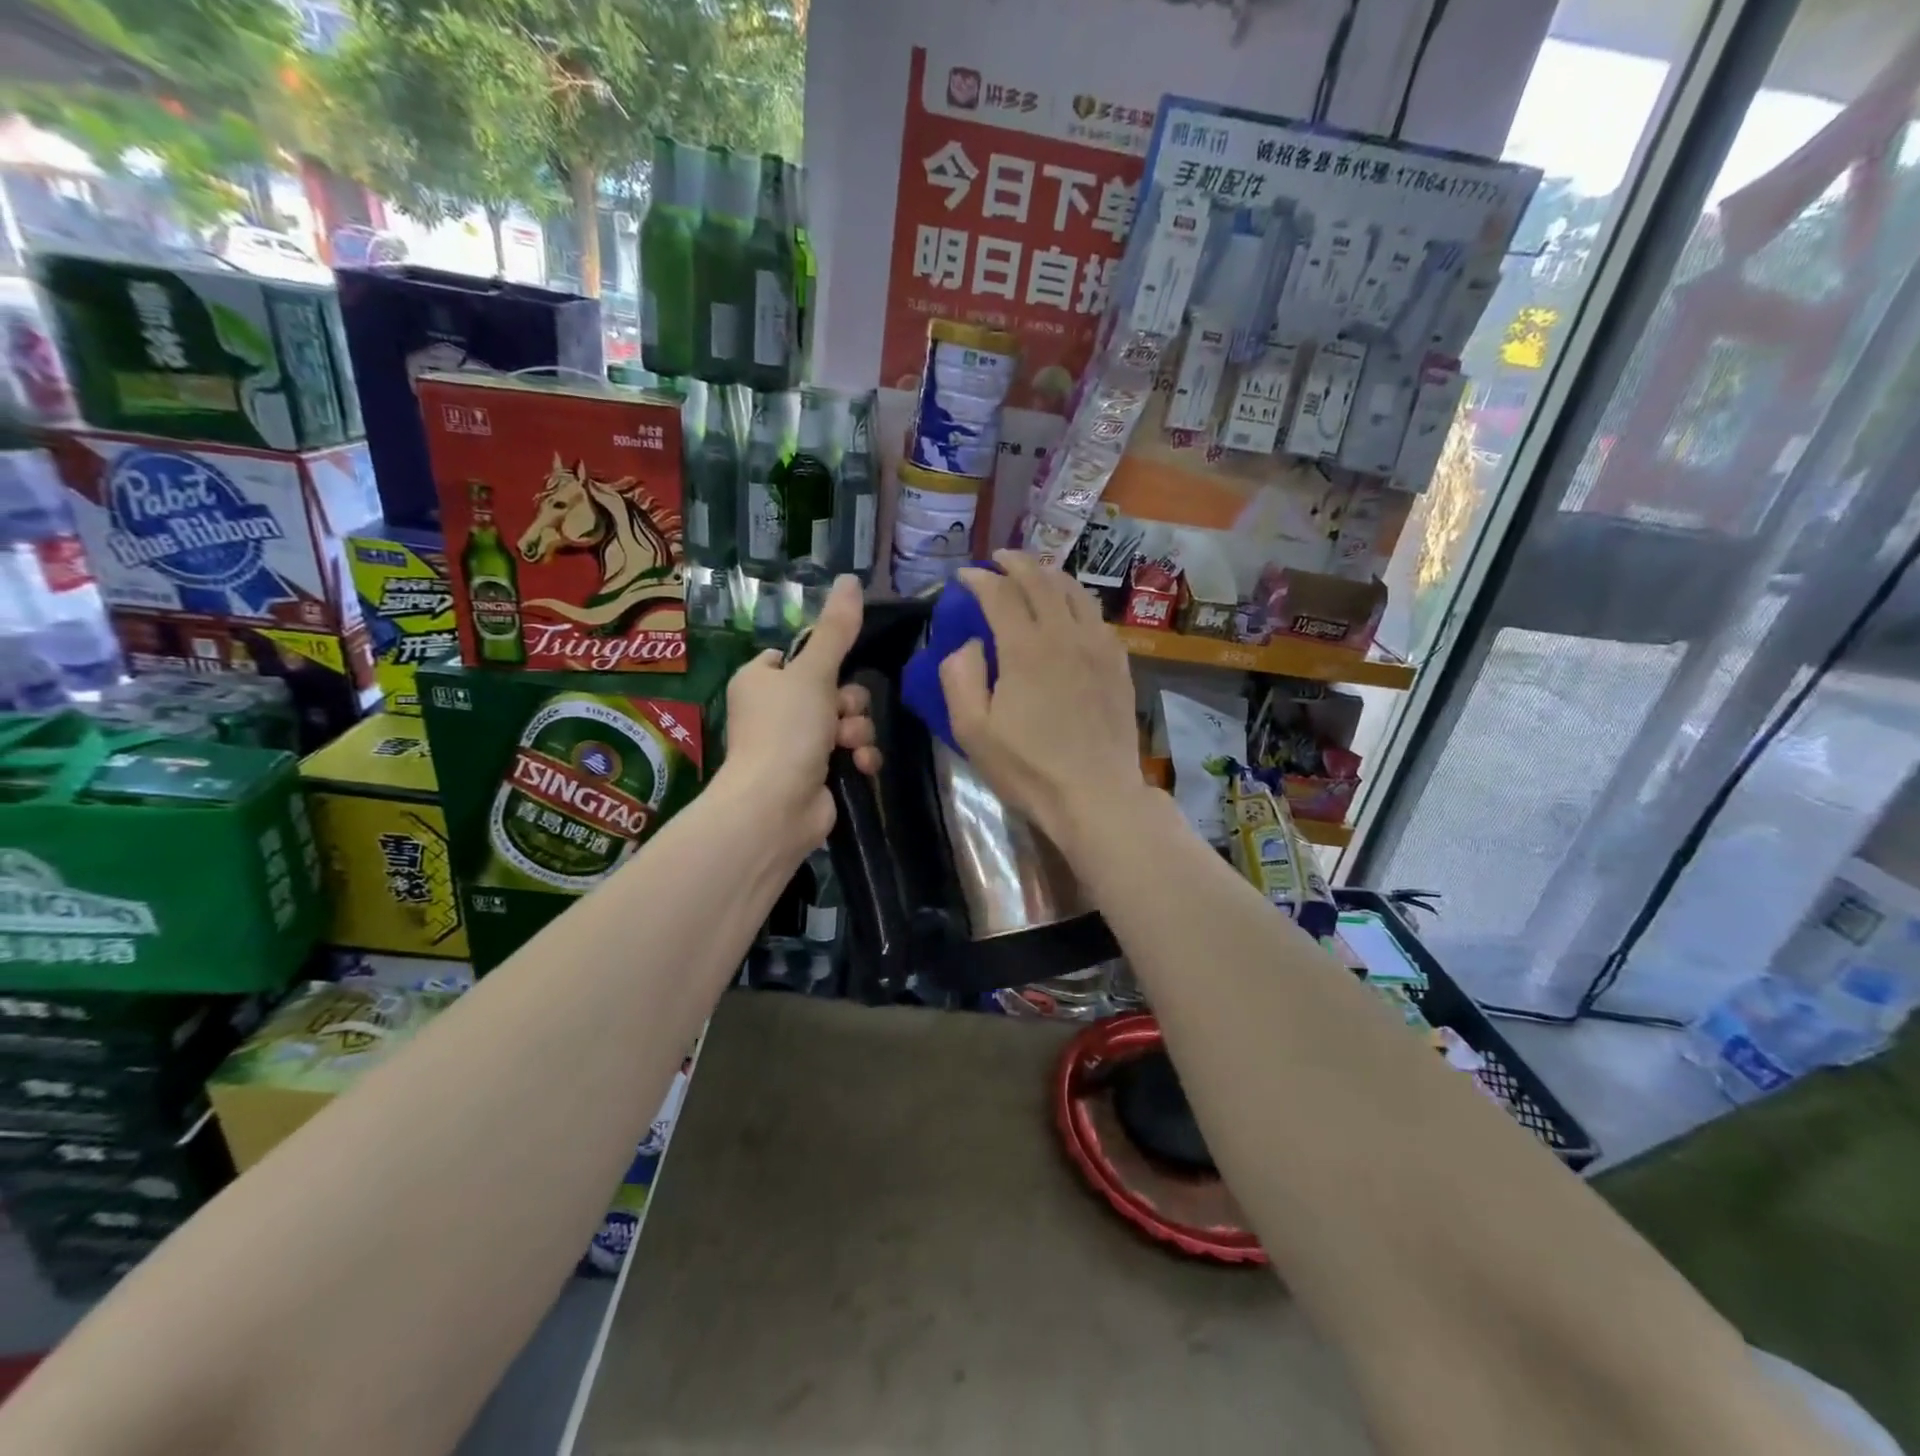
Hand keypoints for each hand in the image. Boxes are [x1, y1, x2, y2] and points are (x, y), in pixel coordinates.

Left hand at [719, 575, 880, 855]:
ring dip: (857, 731)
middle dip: (848, 703)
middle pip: (832, 688)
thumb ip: (836, 629)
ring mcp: (795, 745)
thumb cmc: (787, 731)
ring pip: (846, 721)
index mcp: (760, 680)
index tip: (836, 670)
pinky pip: (850, 752)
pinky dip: (858, 757)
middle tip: (841, 715)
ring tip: (848, 745)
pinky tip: (860, 766)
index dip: (824, 662)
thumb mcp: (813, 672)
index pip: (799, 656)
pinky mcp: (816, 774)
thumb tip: (850, 578)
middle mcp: (774, 710)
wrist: (776, 806)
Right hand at [942, 551, 1145, 860]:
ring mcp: (1097, 646)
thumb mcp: (973, 730)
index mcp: (1025, 647)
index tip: (964, 577)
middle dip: (1015, 563)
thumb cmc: (1028, 768)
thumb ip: (960, 676)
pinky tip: (1071, 611)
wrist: (1095, 795)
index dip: (979, 580)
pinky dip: (1077, 602)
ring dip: (1050, 575)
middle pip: (1040, 580)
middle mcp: (1064, 634)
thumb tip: (970, 643)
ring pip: (1074, 592)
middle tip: (998, 561)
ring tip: (1034, 574)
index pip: (999, 594)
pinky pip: (1097, 617)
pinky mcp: (1118, 664)